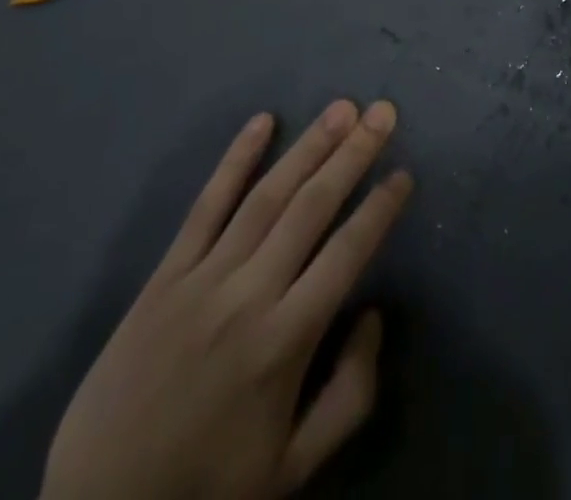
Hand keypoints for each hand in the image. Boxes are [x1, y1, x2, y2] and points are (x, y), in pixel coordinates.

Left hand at [41, 101, 412, 499]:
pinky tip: (262, 122)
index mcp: (285, 343)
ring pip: (266, 195)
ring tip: (342, 108)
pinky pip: (206, 204)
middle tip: (383, 111)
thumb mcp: (293, 468)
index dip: (379, 210)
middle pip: (311, 208)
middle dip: (353, 154)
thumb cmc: (207, 487)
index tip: (404, 174)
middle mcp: (249, 295)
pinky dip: (235, 159)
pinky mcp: (166, 272)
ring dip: (308, 146)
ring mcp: (204, 277)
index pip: (346, 254)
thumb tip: (372, 315)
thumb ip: (349, 393)